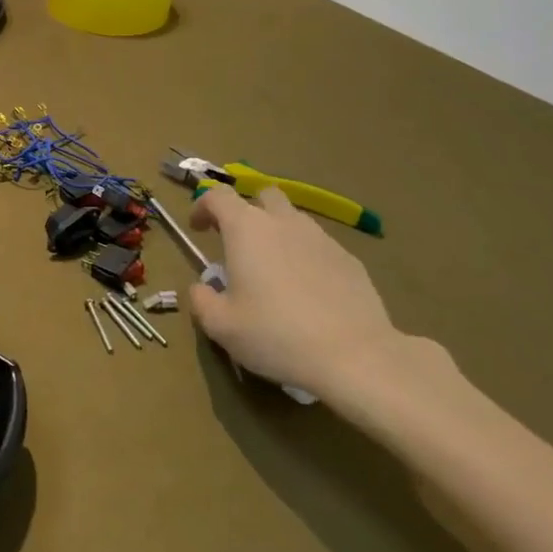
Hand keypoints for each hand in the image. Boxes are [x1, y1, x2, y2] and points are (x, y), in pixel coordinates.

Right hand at [188, 185, 410, 394]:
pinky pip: (319, 246)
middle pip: (263, 195)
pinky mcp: (350, 259)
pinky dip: (305, 257)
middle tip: (238, 242)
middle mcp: (284, 222)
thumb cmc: (275, 334)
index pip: (218, 196)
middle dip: (247, 210)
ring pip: (294, 220)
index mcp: (246, 229)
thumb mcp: (220, 325)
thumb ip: (201, 300)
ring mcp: (321, 238)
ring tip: (273, 270)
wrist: (354, 355)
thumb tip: (202, 288)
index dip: (203, 206)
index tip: (198, 228)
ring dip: (278, 233)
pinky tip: (307, 291)